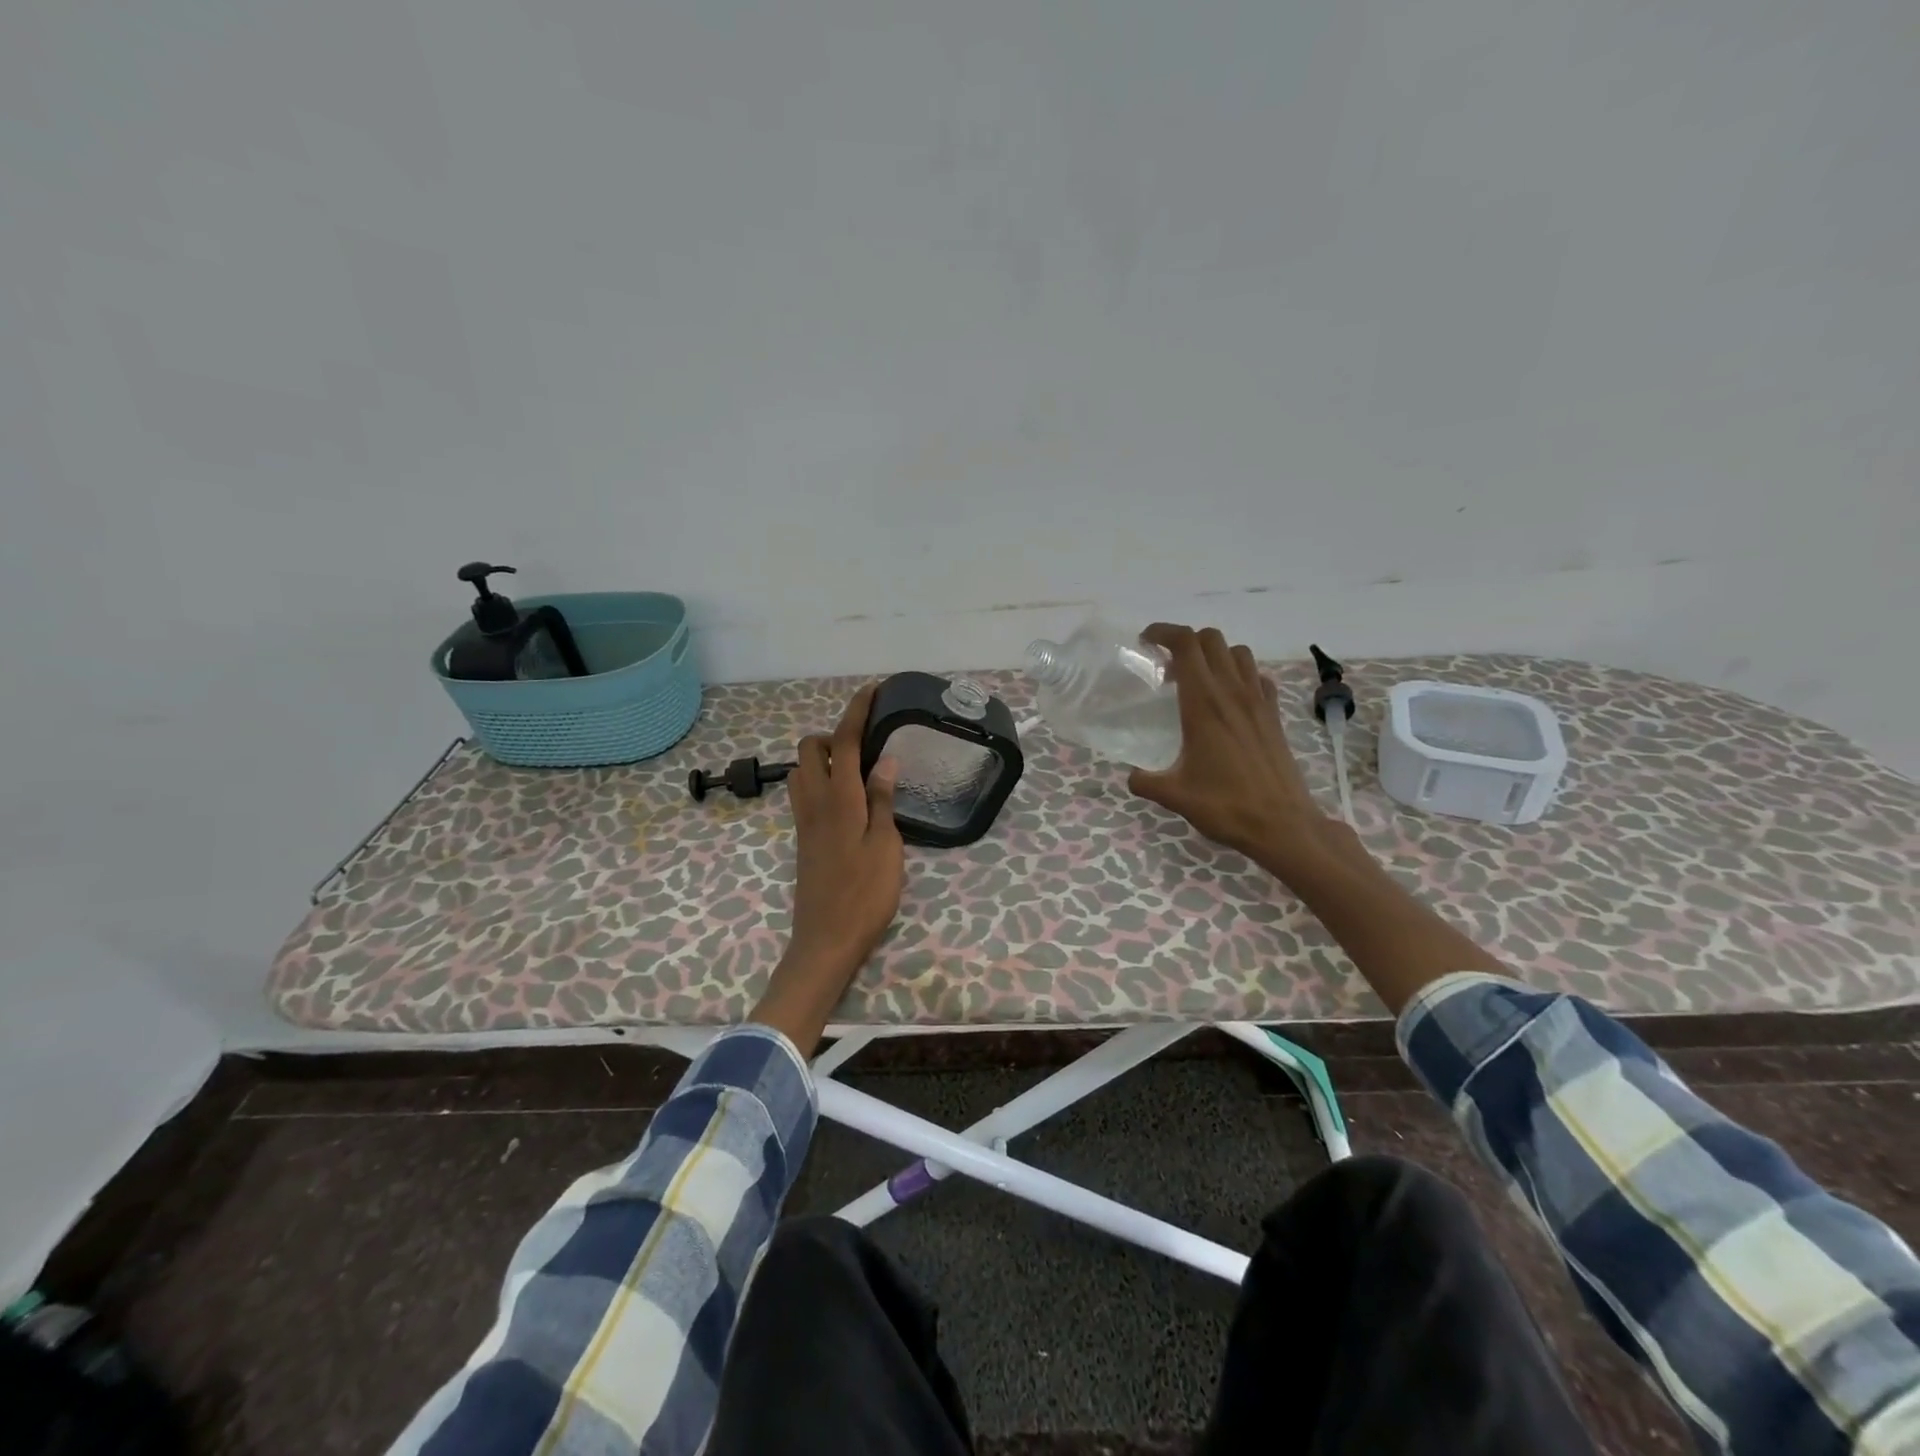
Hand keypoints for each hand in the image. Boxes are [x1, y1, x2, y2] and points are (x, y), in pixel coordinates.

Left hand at [749, 684, 903, 1052]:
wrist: (826, 940)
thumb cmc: (865, 894)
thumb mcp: (886, 846)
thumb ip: (882, 800)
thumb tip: (884, 760)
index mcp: (840, 799)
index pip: (845, 741)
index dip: (856, 711)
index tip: (871, 690)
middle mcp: (815, 802)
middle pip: (810, 749)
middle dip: (833, 734)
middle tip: (866, 746)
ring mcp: (805, 821)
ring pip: (801, 770)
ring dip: (824, 758)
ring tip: (858, 771)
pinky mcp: (803, 838)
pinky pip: (805, 793)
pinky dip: (822, 780)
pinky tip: (850, 800)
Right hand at [1127, 624, 1333, 877]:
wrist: (1282, 824)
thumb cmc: (1225, 806)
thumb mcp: (1174, 795)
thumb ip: (1146, 782)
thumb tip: (1132, 777)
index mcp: (1203, 704)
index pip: (1186, 645)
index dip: (1163, 632)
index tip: (1146, 641)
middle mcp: (1232, 693)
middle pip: (1211, 640)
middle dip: (1185, 641)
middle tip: (1167, 667)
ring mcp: (1258, 702)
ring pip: (1238, 653)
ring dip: (1214, 655)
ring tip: (1197, 680)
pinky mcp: (1274, 715)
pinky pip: (1258, 677)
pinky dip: (1241, 675)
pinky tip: (1230, 699)